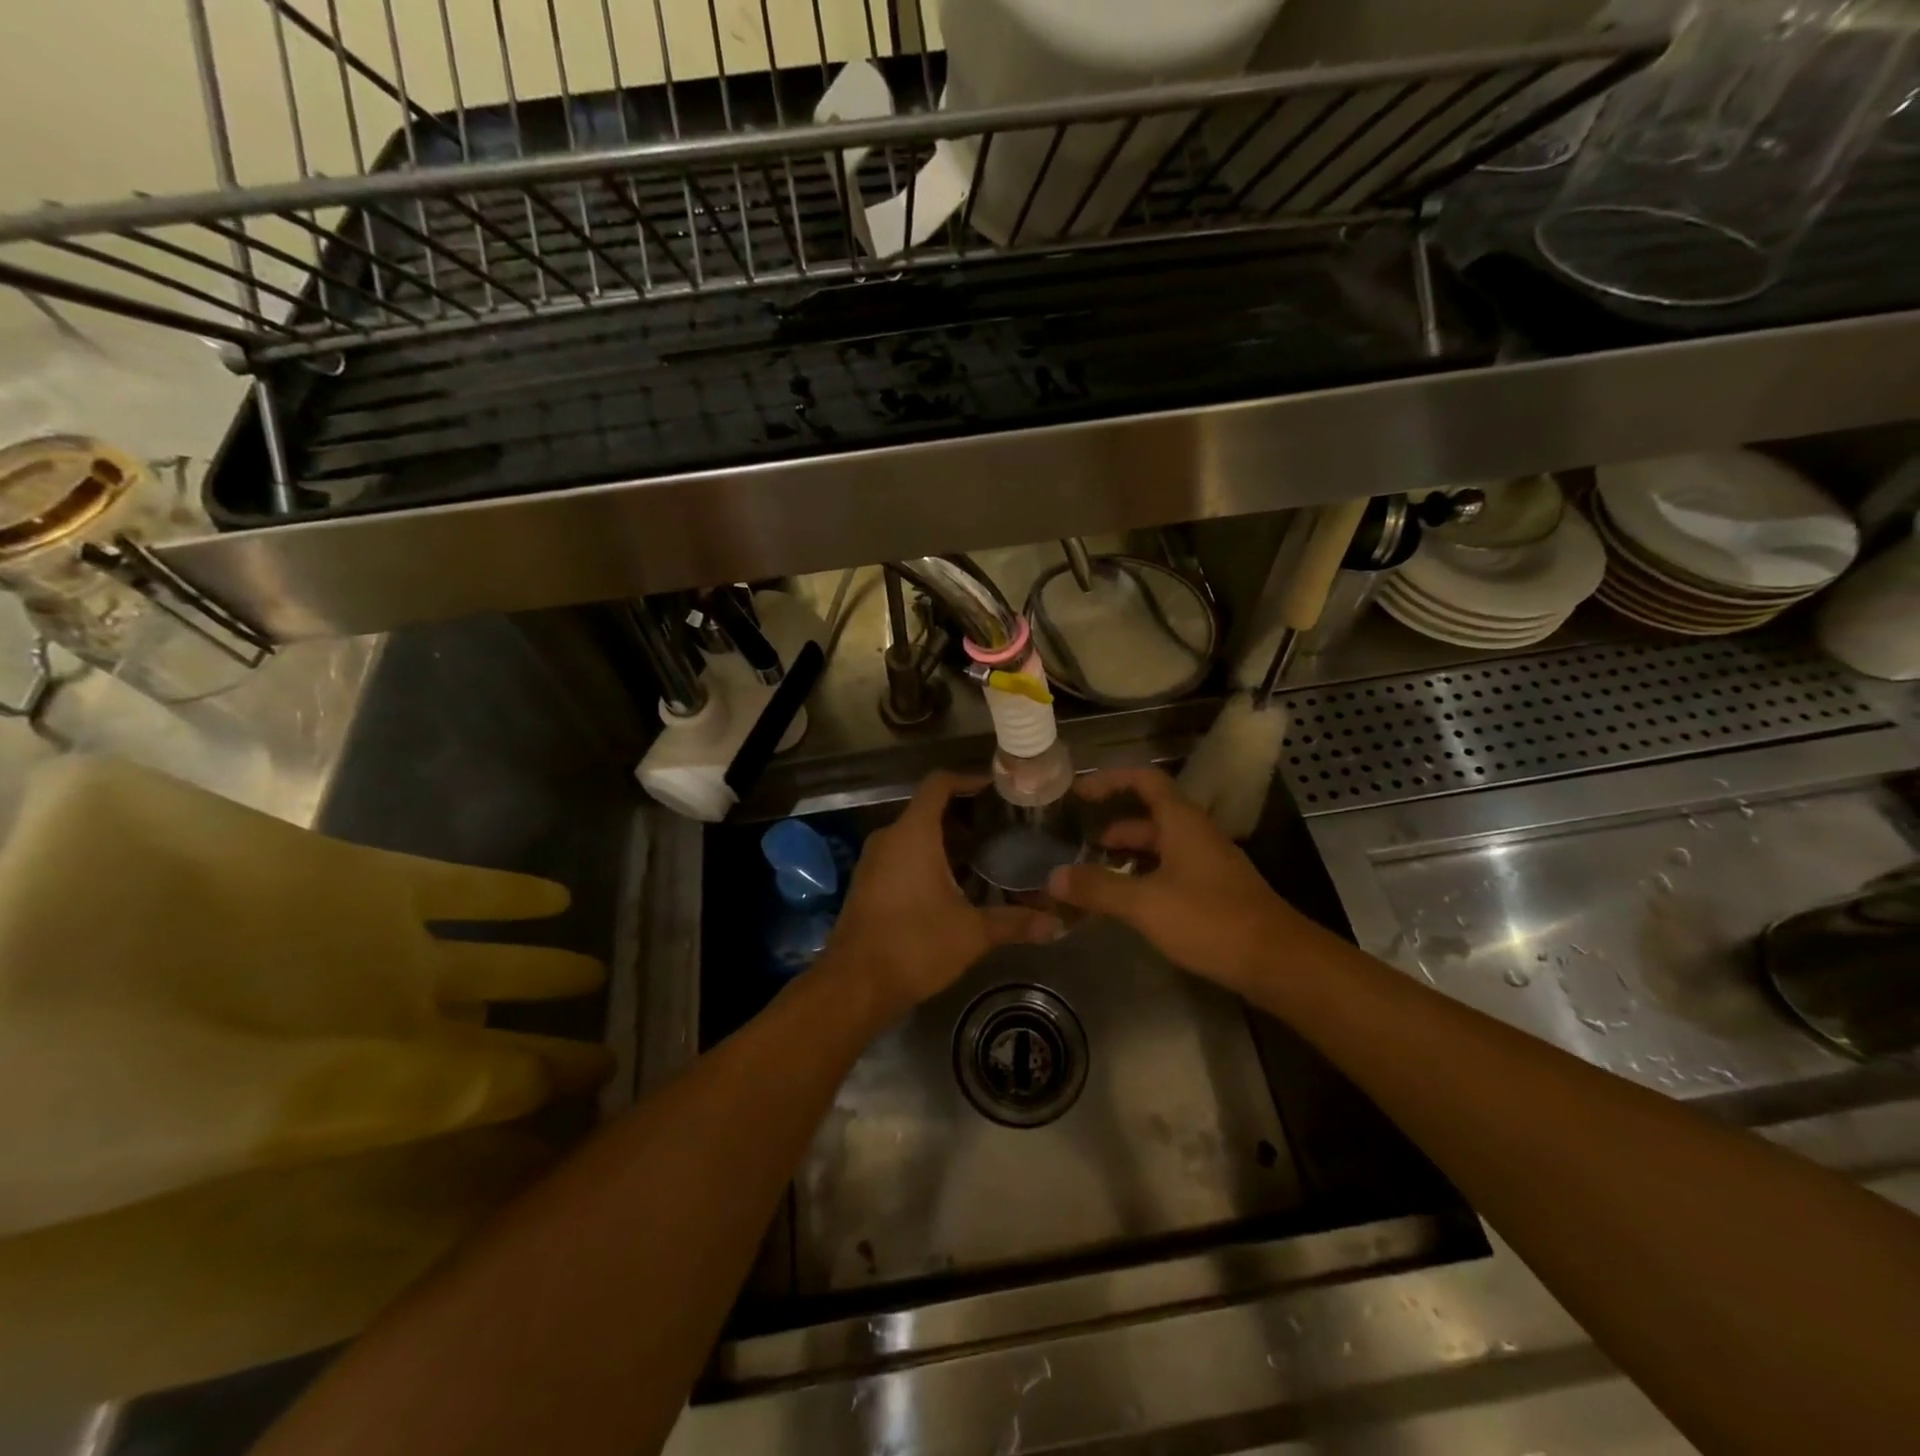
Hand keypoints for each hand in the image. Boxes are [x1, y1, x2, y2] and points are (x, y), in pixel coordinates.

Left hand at [823, 772, 1060, 1025]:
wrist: (854, 984)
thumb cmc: (915, 944)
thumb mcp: (972, 933)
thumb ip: (1014, 922)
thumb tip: (1056, 924)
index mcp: (913, 833)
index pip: (939, 784)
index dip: (968, 780)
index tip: (998, 790)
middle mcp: (889, 838)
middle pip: (928, 809)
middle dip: (964, 815)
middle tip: (1002, 828)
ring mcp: (873, 861)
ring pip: (914, 835)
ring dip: (946, 840)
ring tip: (985, 856)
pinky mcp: (867, 884)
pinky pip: (901, 856)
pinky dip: (928, 859)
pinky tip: (954, 885)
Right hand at [1048, 766, 1298, 995]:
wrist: (1278, 961)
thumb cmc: (1209, 920)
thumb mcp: (1145, 903)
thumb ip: (1098, 888)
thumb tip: (1053, 877)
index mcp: (1182, 822)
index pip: (1145, 780)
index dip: (1111, 780)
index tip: (1080, 792)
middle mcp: (1196, 835)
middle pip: (1150, 816)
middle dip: (1114, 827)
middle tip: (1081, 845)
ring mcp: (1209, 864)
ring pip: (1161, 848)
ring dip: (1129, 856)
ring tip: (1097, 877)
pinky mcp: (1216, 892)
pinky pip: (1172, 872)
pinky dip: (1145, 878)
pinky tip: (1130, 904)